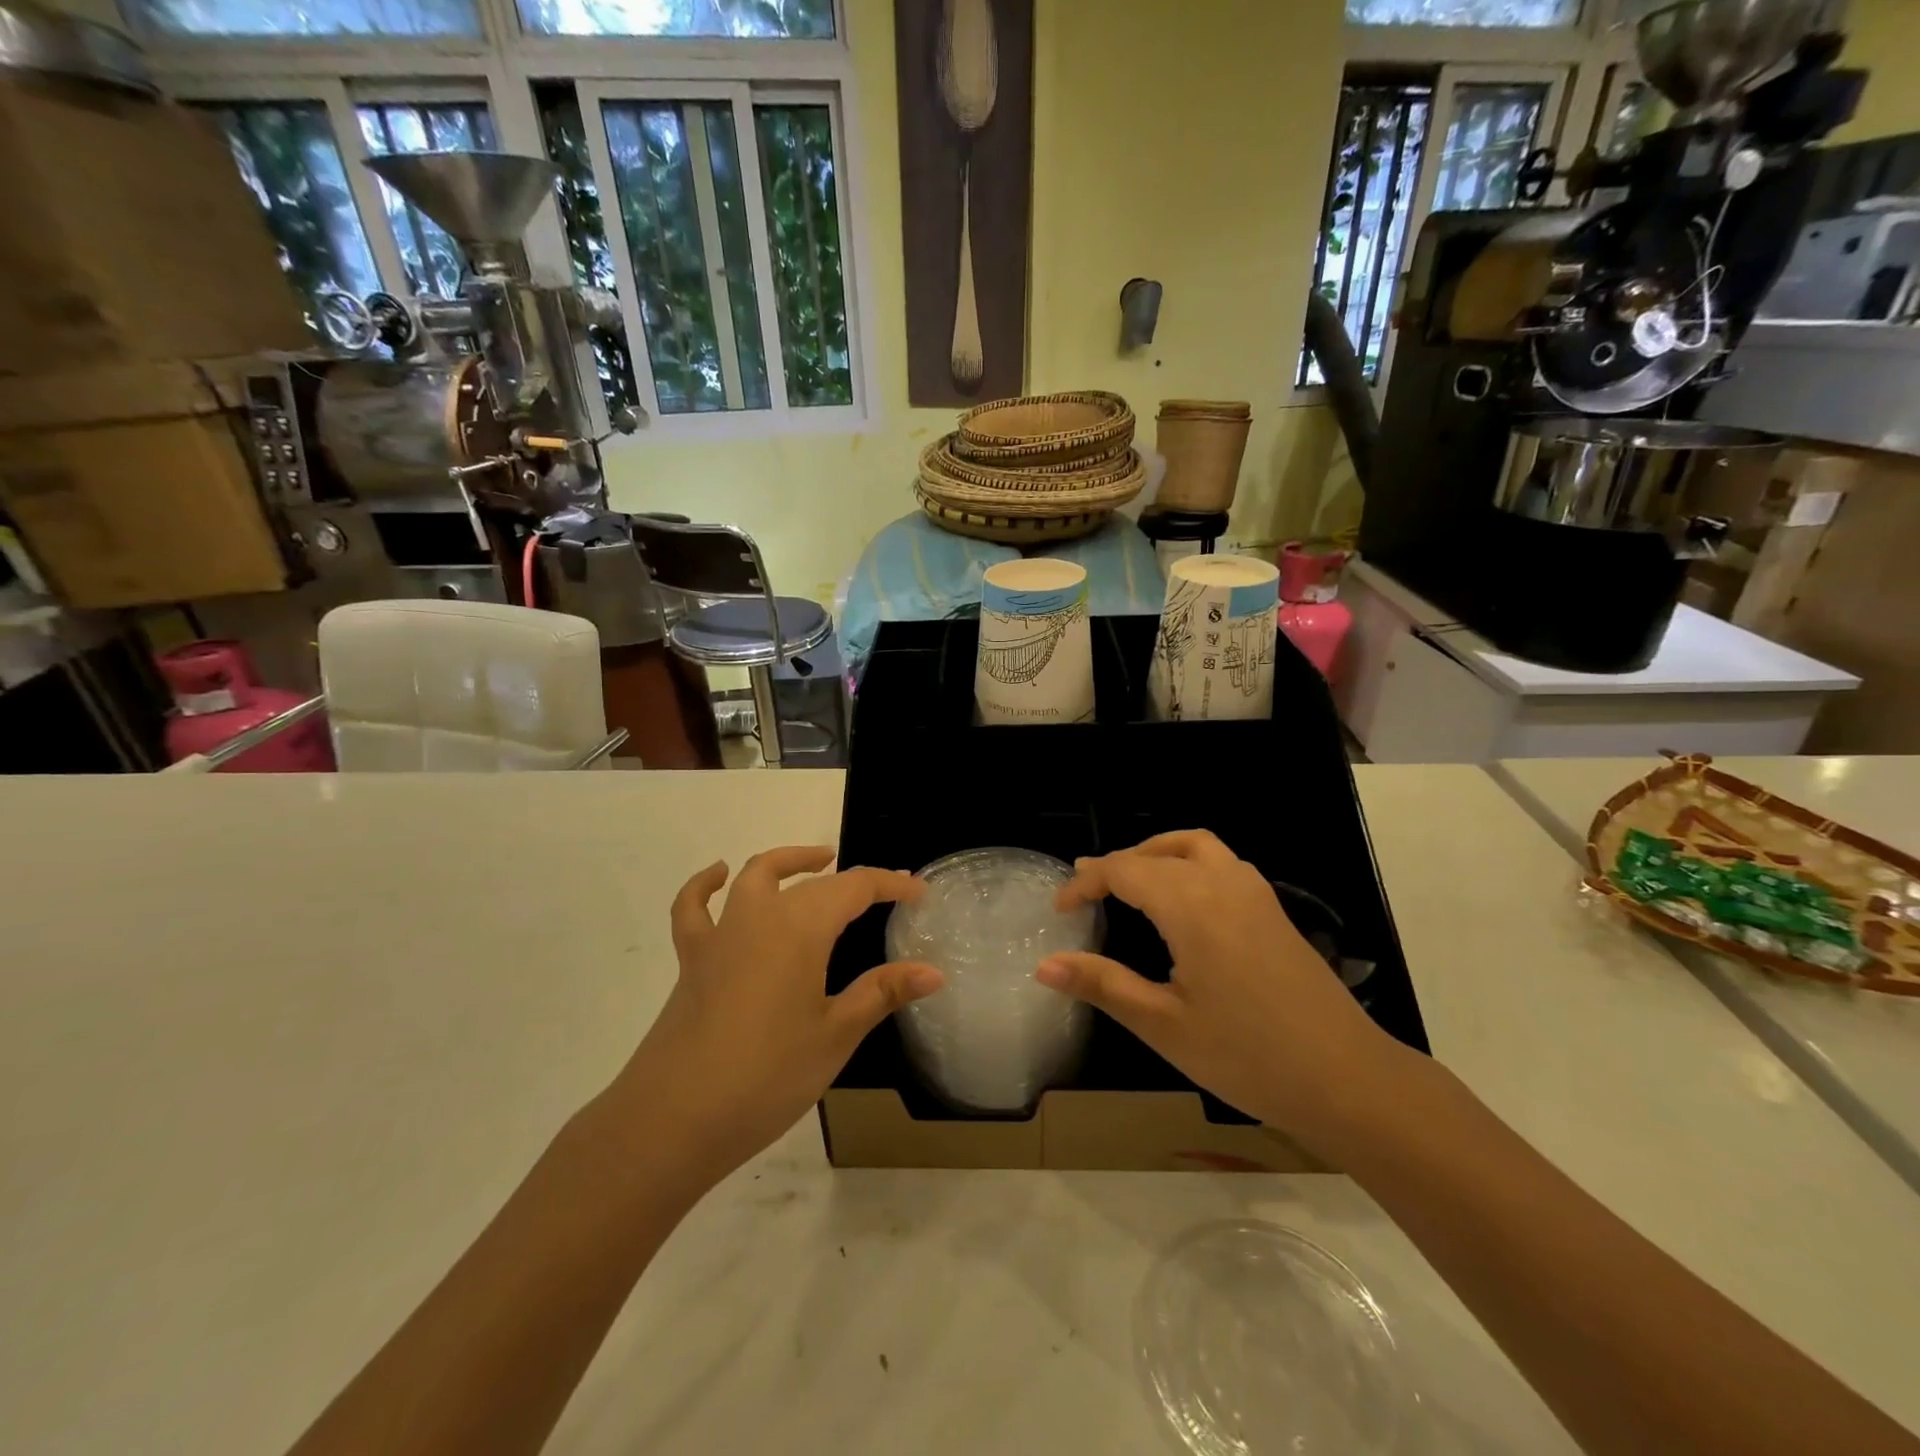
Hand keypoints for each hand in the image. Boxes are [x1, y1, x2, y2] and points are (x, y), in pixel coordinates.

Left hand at [604, 848, 939, 1190]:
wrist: (672, 1120)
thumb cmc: (767, 1076)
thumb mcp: (835, 1035)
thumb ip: (882, 993)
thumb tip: (933, 971)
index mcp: (801, 928)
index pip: (855, 888)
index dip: (891, 884)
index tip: (920, 892)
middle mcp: (760, 916)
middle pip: (813, 883)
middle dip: (853, 881)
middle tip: (887, 892)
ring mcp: (721, 935)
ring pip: (756, 877)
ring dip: (790, 862)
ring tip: (818, 861)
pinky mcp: (692, 959)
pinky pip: (694, 908)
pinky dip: (705, 885)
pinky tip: (718, 876)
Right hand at [1038, 831, 1404, 1148]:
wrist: (1348, 1079)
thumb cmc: (1248, 1056)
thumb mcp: (1164, 1025)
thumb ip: (1103, 985)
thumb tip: (1043, 965)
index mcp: (1191, 906)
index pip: (1124, 870)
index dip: (1086, 882)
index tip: (1060, 908)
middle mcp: (1223, 883)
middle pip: (1158, 852)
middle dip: (1117, 865)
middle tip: (1087, 893)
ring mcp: (1255, 893)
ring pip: (1196, 845)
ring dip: (1157, 853)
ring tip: (1131, 883)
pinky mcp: (1274, 910)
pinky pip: (1222, 862)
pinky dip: (1188, 863)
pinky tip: (1184, 903)